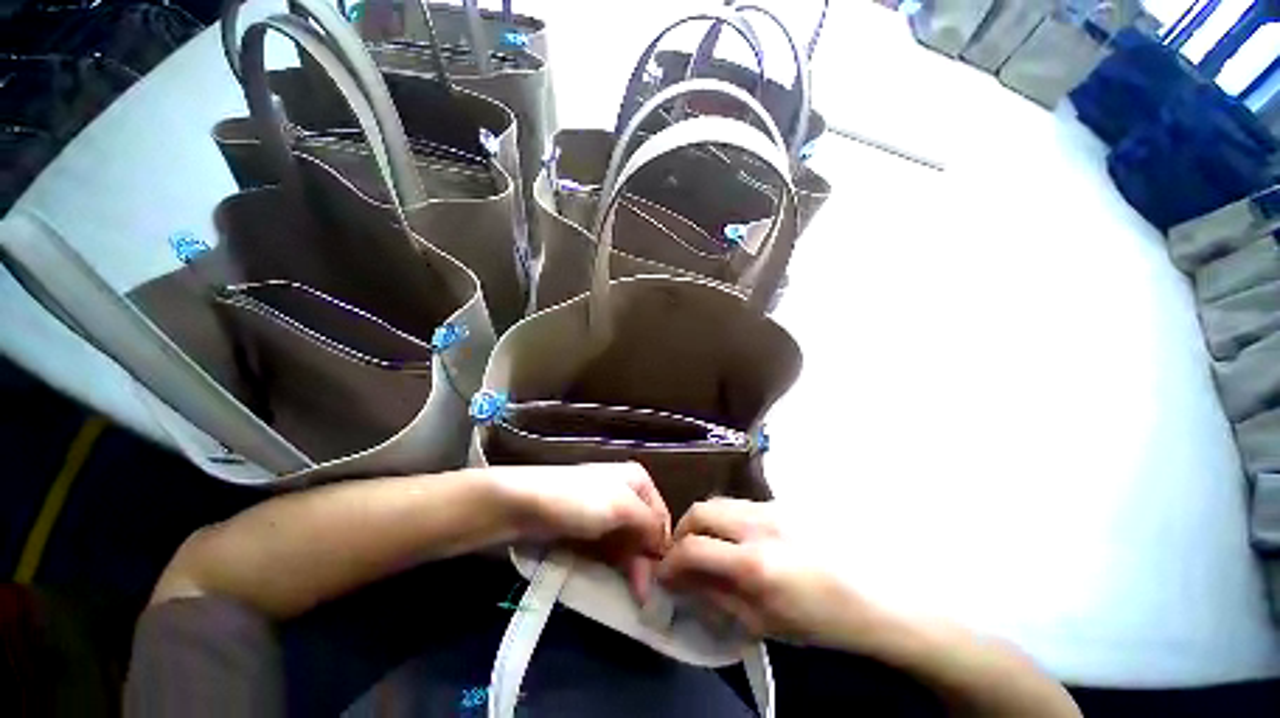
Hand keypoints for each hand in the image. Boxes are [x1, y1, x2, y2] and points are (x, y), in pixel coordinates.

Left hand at [493, 463, 671, 600]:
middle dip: (644, 562)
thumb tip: (666, 550)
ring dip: (630, 568)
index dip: (661, 548)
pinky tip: (615, 582)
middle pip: (643, 532)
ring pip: (626, 543)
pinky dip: (613, 566)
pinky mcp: (586, 528)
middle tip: (643, 596)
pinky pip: (608, 549)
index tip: (661, 581)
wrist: (524, 504)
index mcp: (637, 480)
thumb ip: (650, 526)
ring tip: (633, 596)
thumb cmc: (579, 500)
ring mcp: (604, 511)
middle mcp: (624, 492)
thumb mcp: (622, 507)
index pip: (661, 517)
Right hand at [657, 498, 879, 647]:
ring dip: (705, 522)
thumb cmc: (823, 620)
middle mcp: (759, 525)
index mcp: (755, 565)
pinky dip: (728, 519)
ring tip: (709, 545)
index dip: (671, 562)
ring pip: (720, 502)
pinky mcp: (783, 503)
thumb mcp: (765, 622)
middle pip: (701, 510)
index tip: (665, 574)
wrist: (878, 595)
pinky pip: (742, 505)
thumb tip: (686, 583)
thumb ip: (719, 598)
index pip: (693, 549)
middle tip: (682, 553)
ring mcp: (773, 508)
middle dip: (682, 531)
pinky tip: (739, 539)